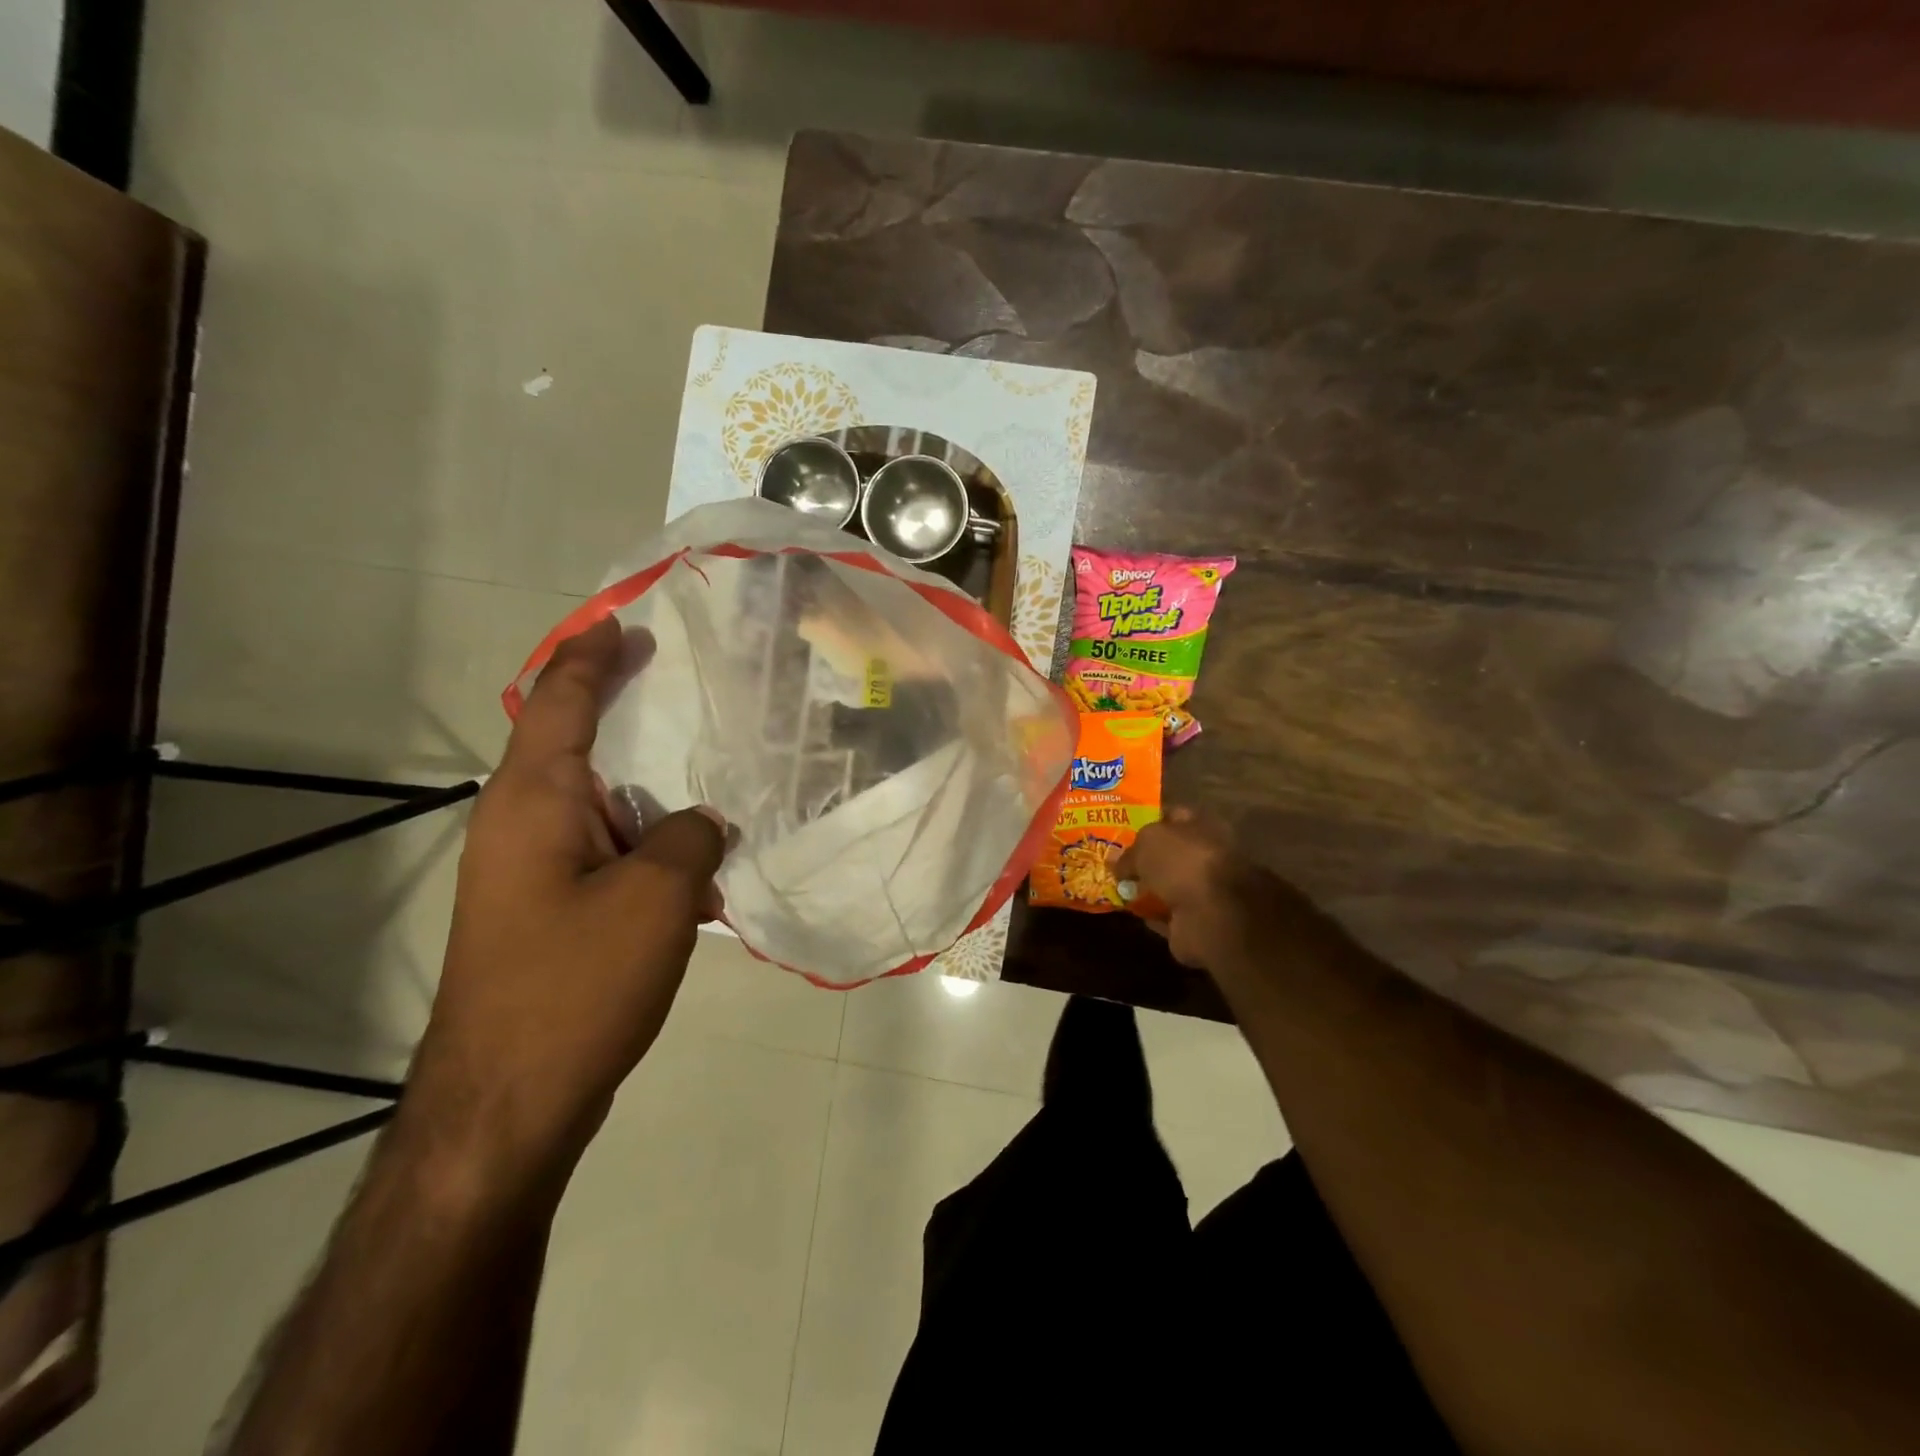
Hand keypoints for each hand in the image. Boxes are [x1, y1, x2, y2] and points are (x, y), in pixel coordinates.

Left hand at [403, 618, 725, 1194]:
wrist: (508, 1102)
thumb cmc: (576, 982)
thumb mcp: (658, 897)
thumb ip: (690, 837)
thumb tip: (702, 822)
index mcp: (534, 800)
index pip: (561, 701)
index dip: (593, 655)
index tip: (624, 622)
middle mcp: (521, 823)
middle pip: (575, 744)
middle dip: (625, 711)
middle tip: (677, 681)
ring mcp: (531, 871)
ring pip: (599, 805)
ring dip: (650, 794)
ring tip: (712, 782)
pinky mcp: (549, 911)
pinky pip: (607, 853)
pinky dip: (649, 848)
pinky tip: (700, 873)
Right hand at [1118, 809, 1305, 974]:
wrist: (1211, 915)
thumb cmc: (1183, 863)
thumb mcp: (1148, 842)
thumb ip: (1131, 850)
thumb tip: (1117, 864)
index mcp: (1203, 827)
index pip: (1174, 815)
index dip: (1148, 818)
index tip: (1122, 825)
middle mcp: (1205, 857)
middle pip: (1169, 853)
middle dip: (1144, 857)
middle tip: (1113, 859)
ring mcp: (1202, 892)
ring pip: (1167, 885)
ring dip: (1146, 887)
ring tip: (1115, 885)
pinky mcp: (1194, 922)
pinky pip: (1165, 914)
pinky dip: (1149, 913)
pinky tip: (1128, 910)